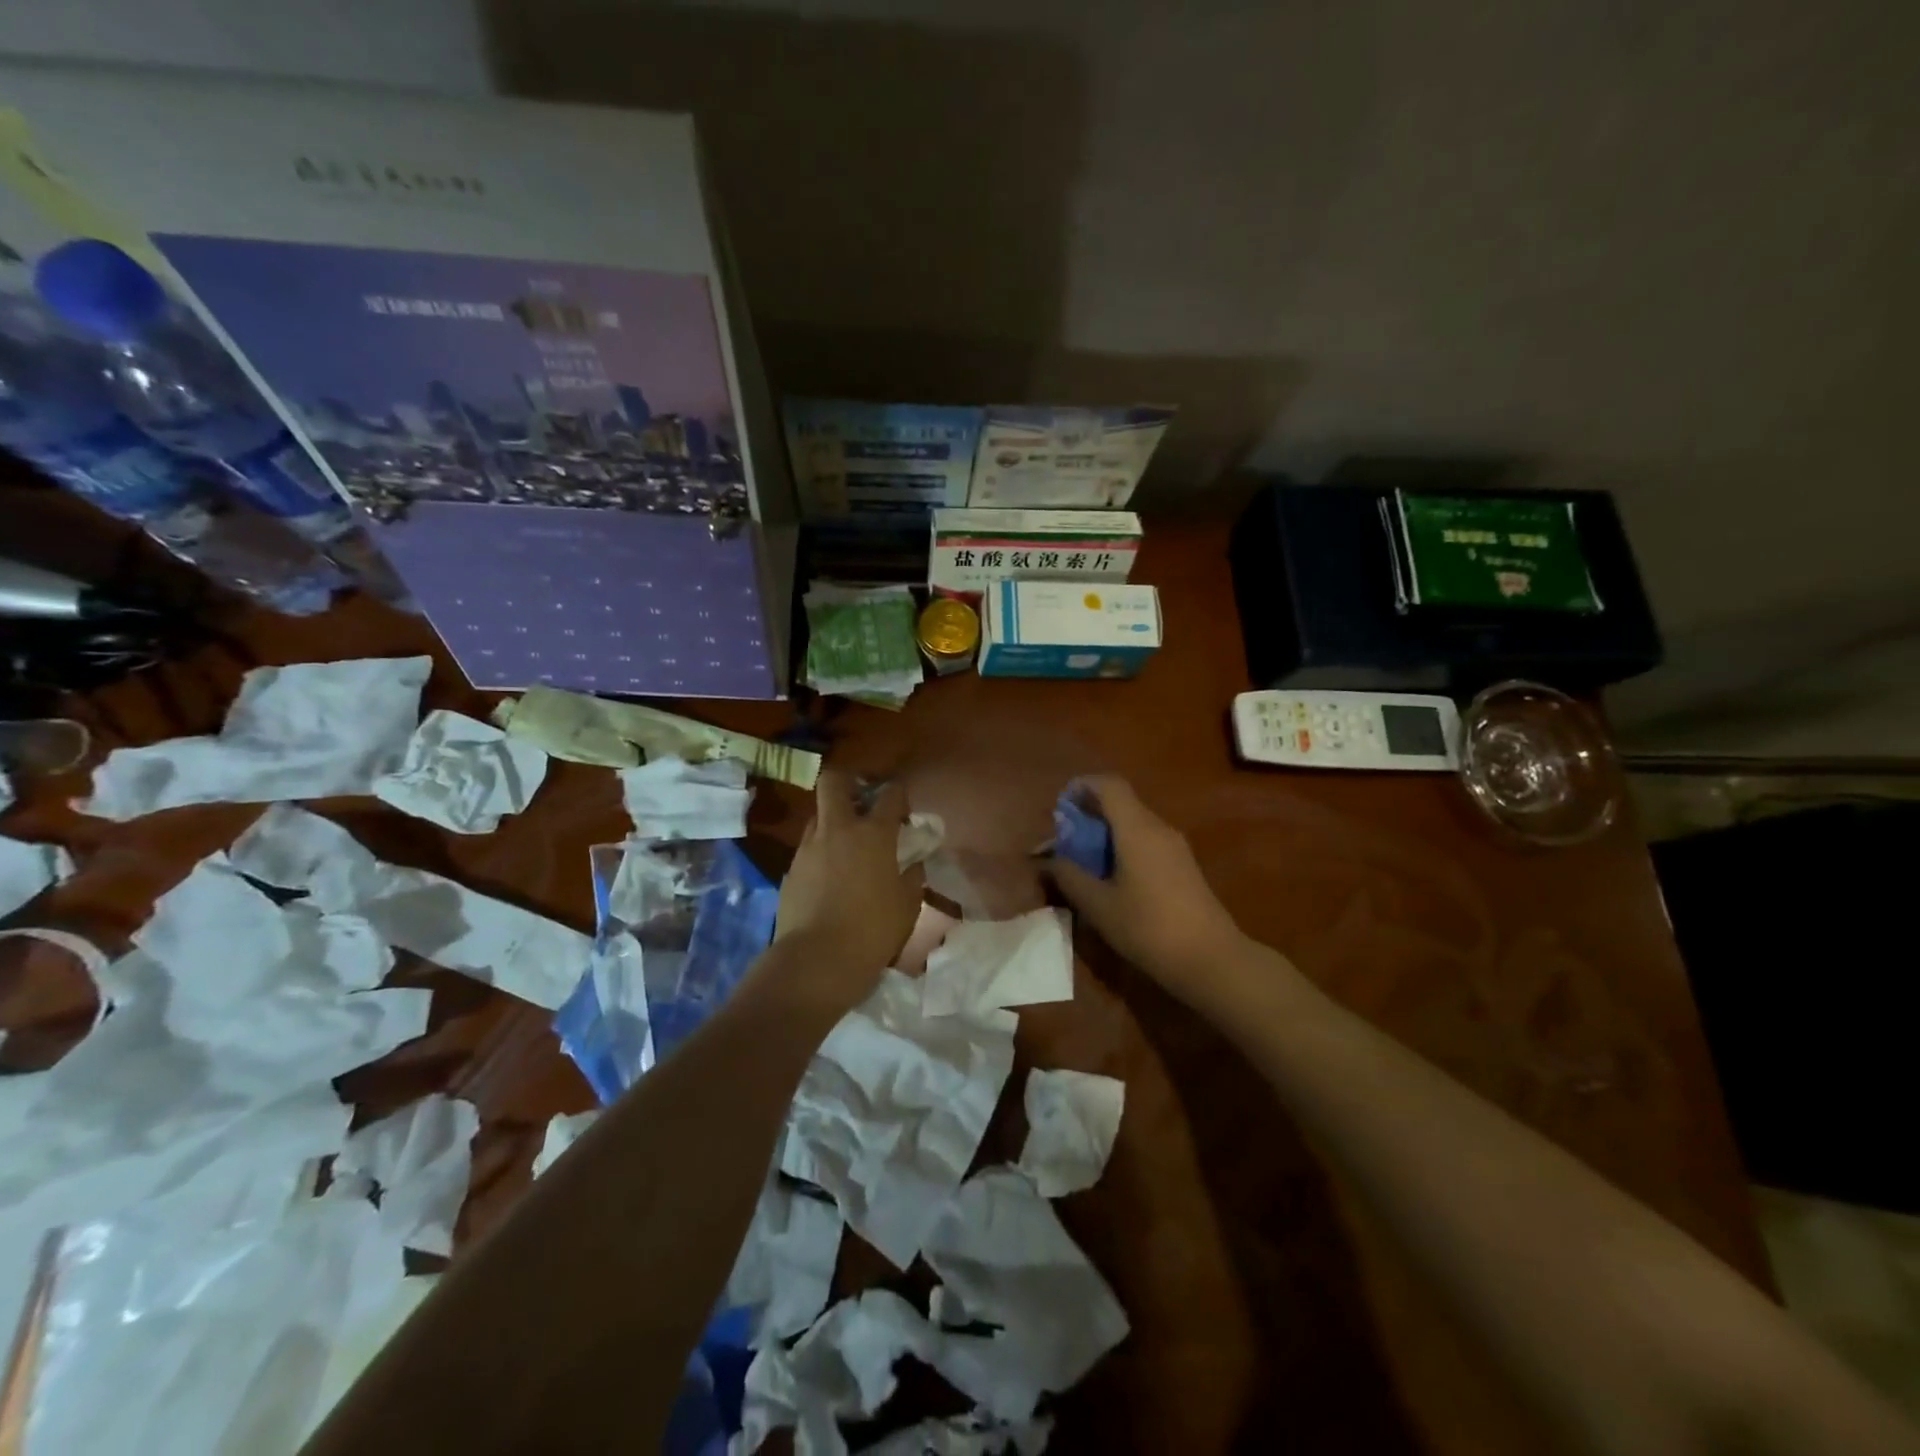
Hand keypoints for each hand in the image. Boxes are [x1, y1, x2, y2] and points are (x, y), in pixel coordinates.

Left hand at [774, 770, 923, 1005]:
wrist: (817, 961)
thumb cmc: (873, 931)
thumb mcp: (908, 904)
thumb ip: (912, 875)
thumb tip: (911, 863)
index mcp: (873, 834)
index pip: (890, 793)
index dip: (899, 794)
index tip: (903, 809)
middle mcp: (838, 830)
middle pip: (834, 781)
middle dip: (849, 782)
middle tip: (863, 802)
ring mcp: (809, 847)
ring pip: (818, 815)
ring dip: (834, 820)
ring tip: (847, 846)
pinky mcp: (790, 869)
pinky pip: (808, 848)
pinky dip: (821, 852)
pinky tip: (830, 878)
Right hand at [1045, 776, 1250, 1006]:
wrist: (1211, 959)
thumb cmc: (1149, 927)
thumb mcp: (1098, 905)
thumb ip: (1069, 876)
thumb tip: (1047, 860)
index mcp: (1137, 828)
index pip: (1109, 785)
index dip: (1082, 786)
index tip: (1060, 807)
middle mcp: (1158, 828)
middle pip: (1120, 803)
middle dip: (1088, 814)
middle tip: (1063, 840)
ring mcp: (1175, 846)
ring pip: (1133, 823)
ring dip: (1104, 833)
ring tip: (1081, 861)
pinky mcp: (1183, 866)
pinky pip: (1146, 841)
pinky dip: (1122, 847)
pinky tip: (1110, 877)